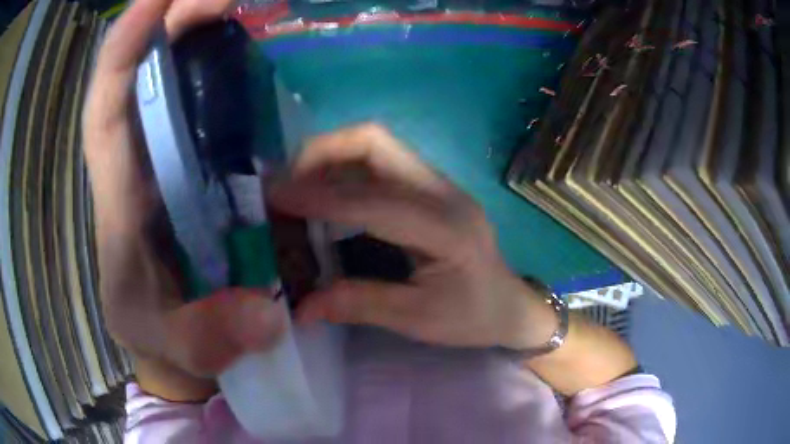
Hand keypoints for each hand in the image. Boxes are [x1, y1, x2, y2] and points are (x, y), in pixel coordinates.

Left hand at [82, 0, 283, 399]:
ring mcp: (174, 152)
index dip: (122, 48)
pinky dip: (230, 66)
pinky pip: (211, 99)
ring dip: (204, 32)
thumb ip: (204, 337)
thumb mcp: (170, 342)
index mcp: (118, 192)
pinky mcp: (203, 159)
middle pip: (145, 69)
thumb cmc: (158, 330)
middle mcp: (141, 157)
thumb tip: (264, 315)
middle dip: (175, 20)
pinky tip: (258, 52)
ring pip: (177, 73)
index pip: (106, 105)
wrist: (173, 333)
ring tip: (245, 6)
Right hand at [270, 124, 556, 349]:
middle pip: (376, 141)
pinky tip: (325, 191)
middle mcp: (444, 192)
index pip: (372, 199)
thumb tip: (300, 306)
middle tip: (284, 181)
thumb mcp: (417, 320)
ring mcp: (440, 183)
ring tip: (296, 183)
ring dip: (330, 155)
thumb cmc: (471, 318)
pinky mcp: (433, 187)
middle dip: (321, 151)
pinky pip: (381, 162)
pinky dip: (345, 167)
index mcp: (446, 228)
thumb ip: (358, 305)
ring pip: (377, 145)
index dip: (318, 195)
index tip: (274, 197)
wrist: (510, 306)